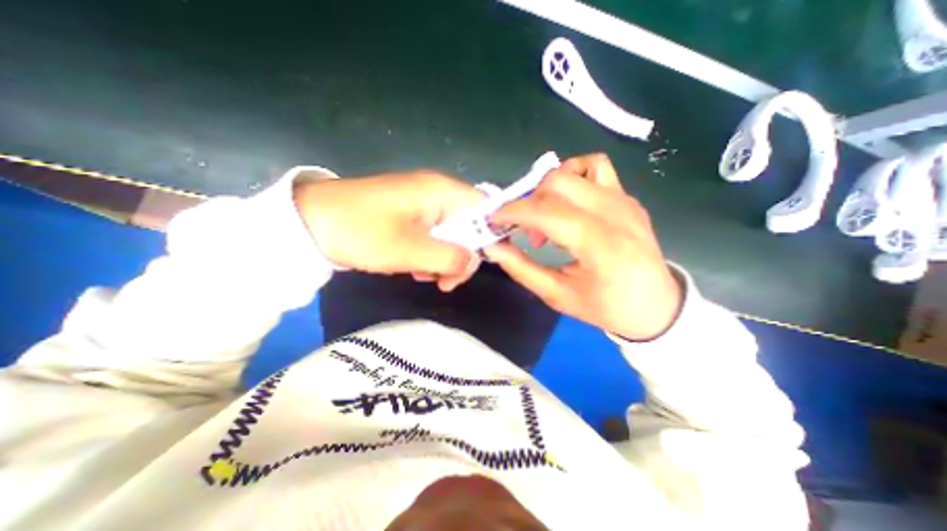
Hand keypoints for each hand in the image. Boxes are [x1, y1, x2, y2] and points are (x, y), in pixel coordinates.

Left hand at [294, 173, 483, 291]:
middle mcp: (438, 192)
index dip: (493, 235)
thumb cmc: (361, 231)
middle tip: (445, 282)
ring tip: (424, 276)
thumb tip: (474, 261)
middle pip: (470, 225)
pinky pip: (433, 235)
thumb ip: (450, 258)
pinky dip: (430, 254)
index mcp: (442, 191)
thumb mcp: (409, 251)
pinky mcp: (410, 215)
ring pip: (452, 234)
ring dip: (444, 259)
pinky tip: (414, 267)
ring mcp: (423, 203)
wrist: (308, 222)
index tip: (487, 263)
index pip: (487, 209)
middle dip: (463, 256)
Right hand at [488, 157, 680, 342]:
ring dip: (547, 189)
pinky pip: (595, 167)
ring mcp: (624, 200)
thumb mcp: (558, 296)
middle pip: (558, 183)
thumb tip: (493, 247)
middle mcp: (615, 213)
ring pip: (574, 170)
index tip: (493, 220)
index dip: (513, 212)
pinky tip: (568, 203)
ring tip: (546, 218)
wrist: (656, 305)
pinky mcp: (627, 197)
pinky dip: (572, 176)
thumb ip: (521, 269)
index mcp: (600, 245)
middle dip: (528, 201)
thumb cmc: (606, 307)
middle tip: (524, 230)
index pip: (548, 212)